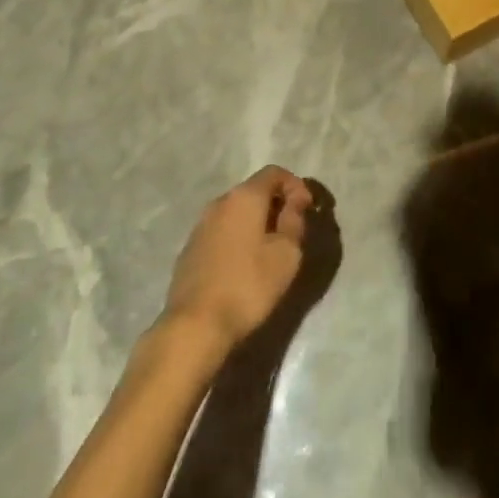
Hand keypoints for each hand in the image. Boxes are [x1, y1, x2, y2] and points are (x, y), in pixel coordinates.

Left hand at [162, 166, 313, 357]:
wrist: (195, 325)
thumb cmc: (248, 286)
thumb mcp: (286, 254)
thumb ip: (294, 220)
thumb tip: (295, 201)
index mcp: (244, 197)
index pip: (274, 172)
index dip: (295, 186)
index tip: (307, 210)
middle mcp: (220, 202)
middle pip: (254, 190)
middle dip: (276, 204)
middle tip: (292, 231)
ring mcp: (201, 225)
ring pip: (236, 211)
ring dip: (256, 222)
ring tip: (269, 250)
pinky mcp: (190, 248)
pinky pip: (222, 231)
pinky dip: (238, 237)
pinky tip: (244, 265)